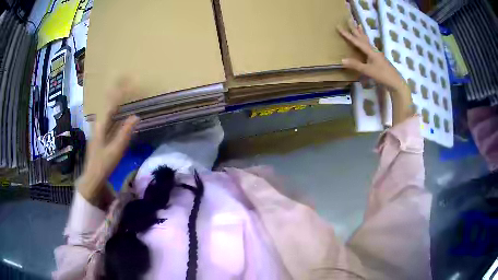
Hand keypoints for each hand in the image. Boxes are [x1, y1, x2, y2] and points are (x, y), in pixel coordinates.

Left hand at [78, 80, 139, 204]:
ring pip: (106, 108)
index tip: (129, 80)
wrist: (92, 177)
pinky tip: (117, 108)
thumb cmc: (103, 165)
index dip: (120, 91)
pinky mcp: (99, 134)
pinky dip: (113, 108)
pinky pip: (107, 116)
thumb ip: (125, 133)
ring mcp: (98, 129)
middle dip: (115, 89)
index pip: (111, 104)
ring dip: (114, 97)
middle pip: (107, 102)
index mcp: (101, 126)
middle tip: (124, 78)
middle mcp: (98, 123)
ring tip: (121, 88)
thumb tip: (136, 116)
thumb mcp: (115, 151)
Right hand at [338, 21, 413, 124]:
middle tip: (350, 20)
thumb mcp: (368, 71)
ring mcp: (377, 54)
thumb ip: (356, 65)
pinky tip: (366, 42)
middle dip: (355, 29)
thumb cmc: (383, 76)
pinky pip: (369, 46)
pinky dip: (366, 41)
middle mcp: (373, 50)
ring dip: (362, 33)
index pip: (356, 41)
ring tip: (359, 26)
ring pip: (367, 40)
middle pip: (363, 37)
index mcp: (370, 51)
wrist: (396, 82)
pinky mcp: (378, 58)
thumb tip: (342, 60)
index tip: (339, 27)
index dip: (347, 34)